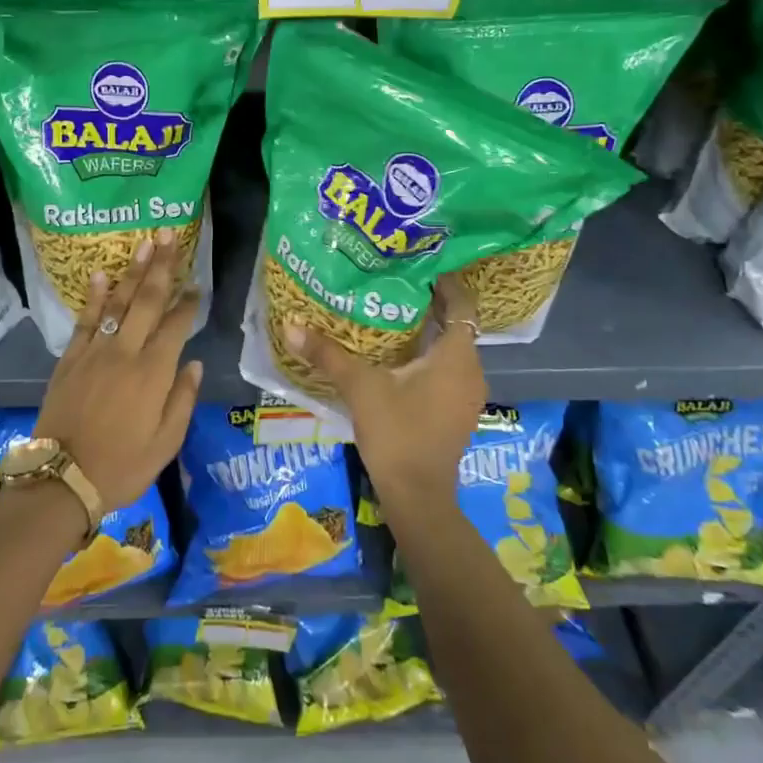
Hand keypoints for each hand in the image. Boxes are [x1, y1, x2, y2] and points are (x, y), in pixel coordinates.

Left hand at [34, 230, 202, 513]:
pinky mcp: (70, 360)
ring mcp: (94, 352)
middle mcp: (126, 352)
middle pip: (147, 301)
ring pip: (117, 303)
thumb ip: (183, 399)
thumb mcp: (166, 443)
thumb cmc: (123, 466)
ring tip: (144, 245)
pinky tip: (100, 274)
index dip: (189, 303)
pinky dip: (94, 297)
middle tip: (169, 237)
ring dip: (132, 272)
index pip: (176, 326)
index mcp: (154, 373)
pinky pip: (85, 320)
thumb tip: (194, 363)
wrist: (62, 480)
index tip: (198, 285)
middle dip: (161, 267)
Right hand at [285, 270, 484, 516]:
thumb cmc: (398, 433)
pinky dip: (428, 356)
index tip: (419, 265)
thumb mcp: (360, 388)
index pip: (463, 304)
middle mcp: (471, 370)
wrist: (418, 496)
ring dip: (428, 331)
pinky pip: (447, 369)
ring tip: (391, 314)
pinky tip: (396, 356)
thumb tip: (292, 325)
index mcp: (456, 356)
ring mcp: (466, 394)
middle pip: (456, 324)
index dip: (446, 282)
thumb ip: (328, 354)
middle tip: (395, 283)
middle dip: (430, 303)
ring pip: (451, 348)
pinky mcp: (457, 411)